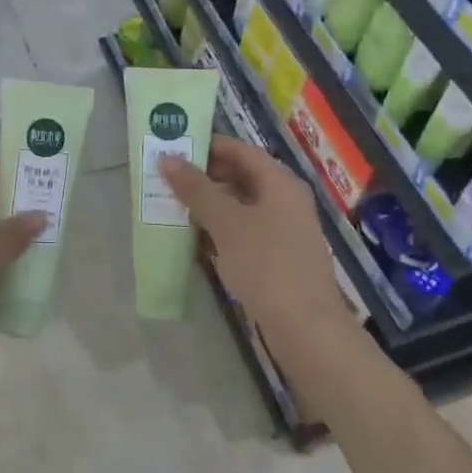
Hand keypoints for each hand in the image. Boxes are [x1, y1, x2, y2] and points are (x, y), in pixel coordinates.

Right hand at [159, 137, 347, 339]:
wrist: (304, 326)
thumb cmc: (265, 263)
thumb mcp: (226, 222)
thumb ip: (196, 189)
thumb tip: (168, 158)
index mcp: (279, 181)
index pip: (239, 150)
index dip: (207, 146)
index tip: (173, 147)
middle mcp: (285, 199)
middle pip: (240, 176)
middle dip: (203, 176)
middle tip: (166, 178)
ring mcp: (283, 229)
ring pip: (240, 205)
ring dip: (209, 204)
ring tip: (172, 205)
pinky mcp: (278, 256)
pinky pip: (244, 230)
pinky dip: (220, 229)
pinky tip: (194, 239)